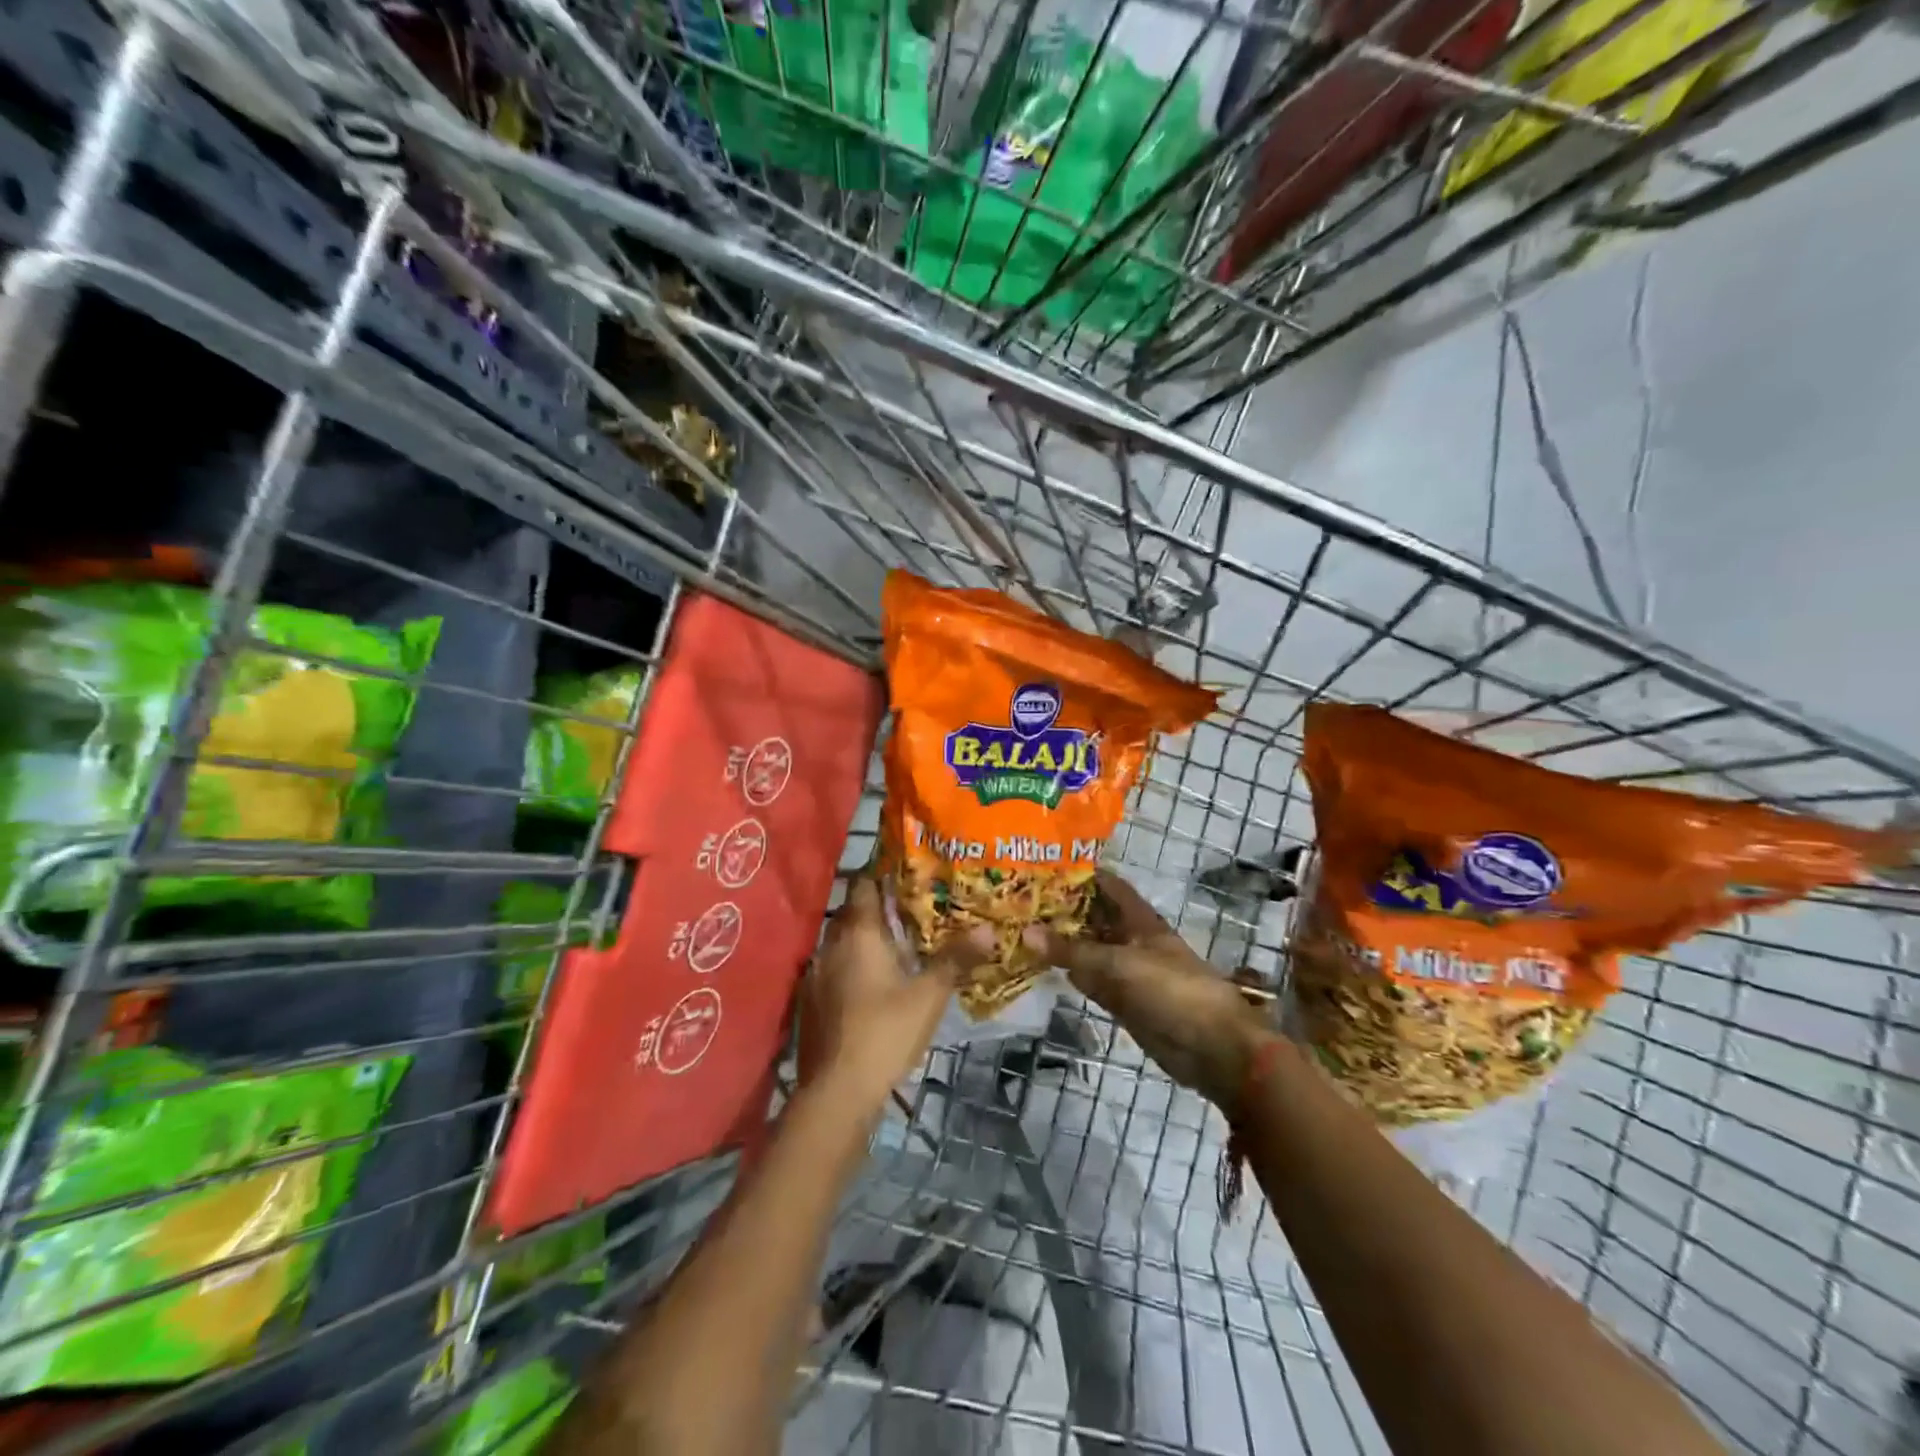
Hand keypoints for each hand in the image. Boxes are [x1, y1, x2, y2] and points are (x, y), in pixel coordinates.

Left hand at [798, 877, 992, 1116]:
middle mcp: (831, 944)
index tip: (908, 874)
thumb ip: (956, 959)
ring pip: (841, 942)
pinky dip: (851, 967)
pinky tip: (871, 984)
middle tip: (912, 911)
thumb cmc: (886, 1031)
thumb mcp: (930, 995)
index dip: (883, 875)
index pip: (864, 884)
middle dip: (879, 909)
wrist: (837, 1090)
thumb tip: (988, 929)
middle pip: (853, 912)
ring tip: (896, 947)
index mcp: (858, 932)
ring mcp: (815, 973)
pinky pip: (833, 969)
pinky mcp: (809, 1001)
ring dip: (864, 941)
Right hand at [1024, 871, 1269, 1109]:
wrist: (1211, 1048)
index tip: (1042, 867)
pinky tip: (1043, 969)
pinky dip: (1072, 975)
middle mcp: (1132, 941)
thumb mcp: (1118, 965)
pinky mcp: (1124, 1002)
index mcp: (1140, 920)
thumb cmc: (1171, 991)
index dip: (1080, 874)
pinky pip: (1092, 982)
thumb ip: (1072, 951)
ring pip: (1090, 952)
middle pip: (1095, 918)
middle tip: (1019, 902)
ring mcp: (1128, 973)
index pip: (1107, 886)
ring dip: (1063, 944)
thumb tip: (1025, 931)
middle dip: (1063, 910)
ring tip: (1021, 930)